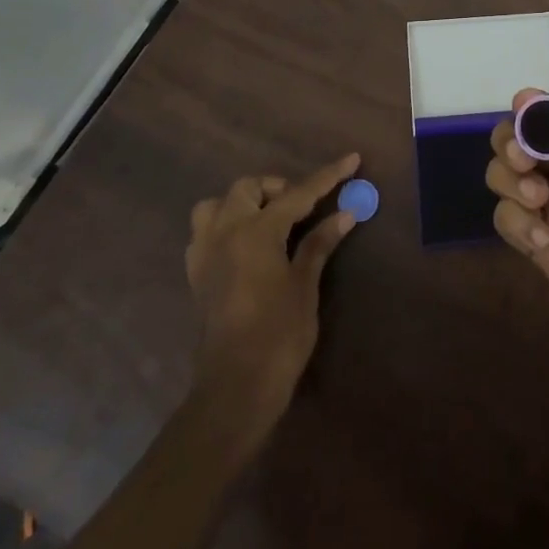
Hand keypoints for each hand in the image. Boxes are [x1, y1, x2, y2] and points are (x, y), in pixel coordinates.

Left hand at [185, 153, 362, 452]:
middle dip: (278, 188)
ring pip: (217, 205)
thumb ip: (319, 243)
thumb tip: (345, 213)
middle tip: (305, 206)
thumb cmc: (278, 336)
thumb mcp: (305, 286)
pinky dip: (226, 227)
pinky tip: (246, 246)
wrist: (235, 389)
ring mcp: (205, 254)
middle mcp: (225, 233)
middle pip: (248, 188)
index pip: (298, 194)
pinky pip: (205, 233)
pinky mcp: (197, 276)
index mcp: (255, 232)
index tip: (351, 159)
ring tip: (269, 221)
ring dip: (243, 203)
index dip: (328, 177)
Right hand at [488, 91, 548, 407]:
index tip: (525, 105)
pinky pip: (510, 222)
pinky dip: (513, 220)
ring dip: (508, 175)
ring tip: (537, 198)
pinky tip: (543, 242)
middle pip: (531, 139)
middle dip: (515, 136)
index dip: (545, 106)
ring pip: (510, 175)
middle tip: (524, 157)